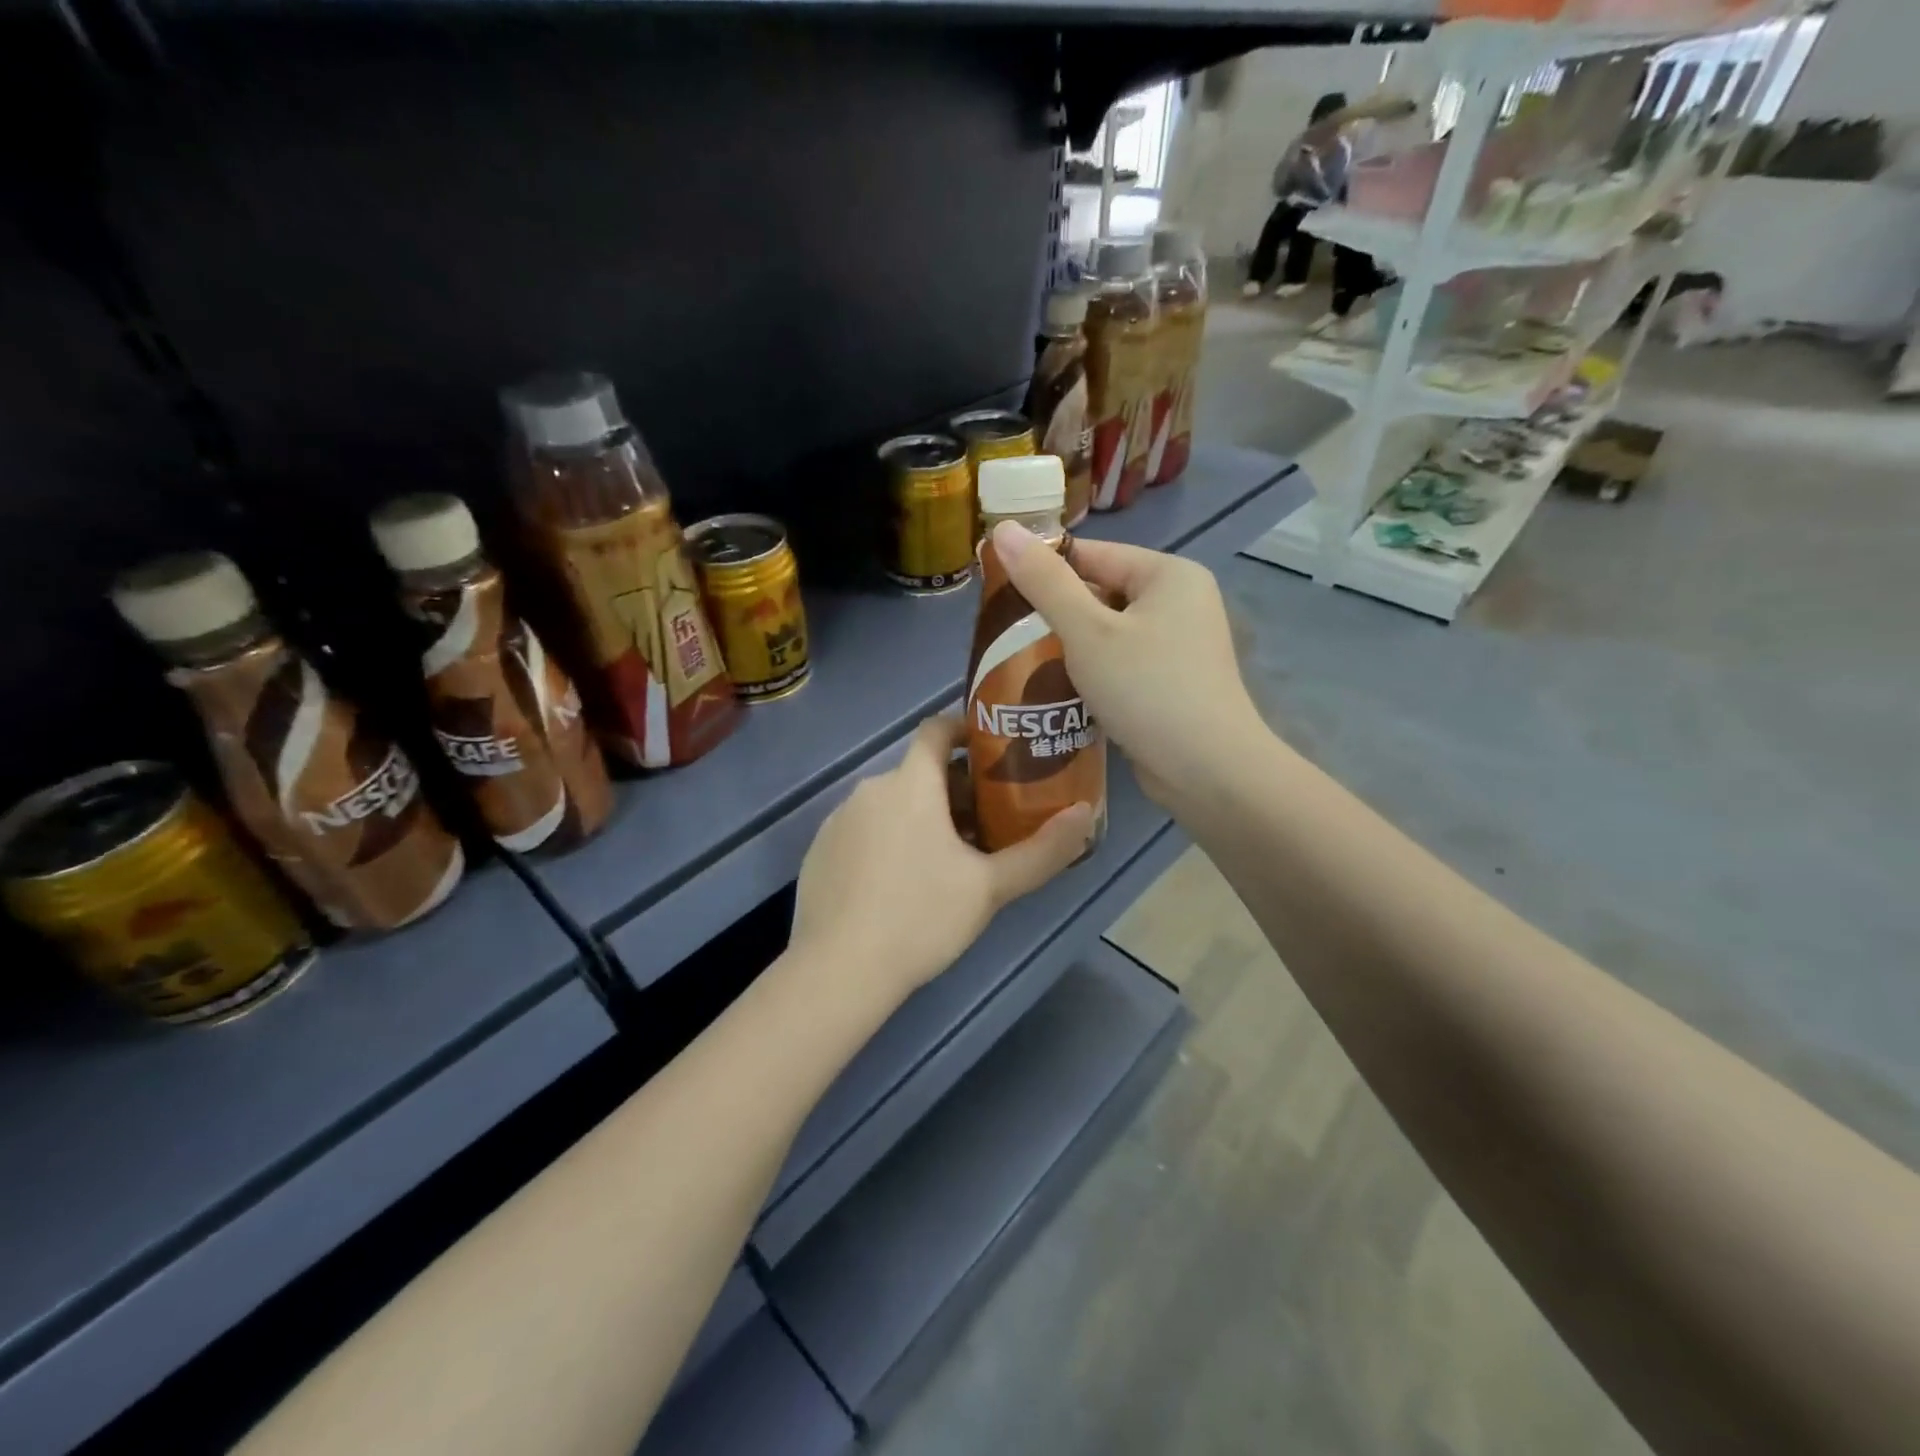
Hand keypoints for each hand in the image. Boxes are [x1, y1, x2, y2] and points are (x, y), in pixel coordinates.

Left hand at [790, 715, 1094, 1000]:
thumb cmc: (920, 917)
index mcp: (910, 784)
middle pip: (918, 773)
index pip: (935, 729)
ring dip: (920, 818)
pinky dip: (887, 841)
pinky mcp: (818, 852)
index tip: (993, 754)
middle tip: (986, 825)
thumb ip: (1043, 850)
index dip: (965, 731)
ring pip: (890, 804)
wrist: (838, 971)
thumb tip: (1085, 814)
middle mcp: (868, 790)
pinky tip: (900, 885)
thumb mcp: (990, 888)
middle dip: (954, 790)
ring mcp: (837, 821)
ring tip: (947, 861)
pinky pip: (863, 831)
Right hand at [988, 522, 1267, 810]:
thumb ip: (1044, 582)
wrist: (1207, 771)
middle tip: (1006, 636)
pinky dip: (1093, 674)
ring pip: (1109, 634)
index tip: (998, 592)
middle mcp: (1181, 602)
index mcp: (1169, 575)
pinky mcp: (1173, 683)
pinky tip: (1058, 691)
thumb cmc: (1147, 689)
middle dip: (1055, 616)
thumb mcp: (1087, 632)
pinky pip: (1122, 664)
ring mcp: (1181, 646)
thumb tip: (1004, 528)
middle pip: (1102, 594)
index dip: (1044, 570)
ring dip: (1070, 649)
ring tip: (1022, 664)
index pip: (1093, 555)